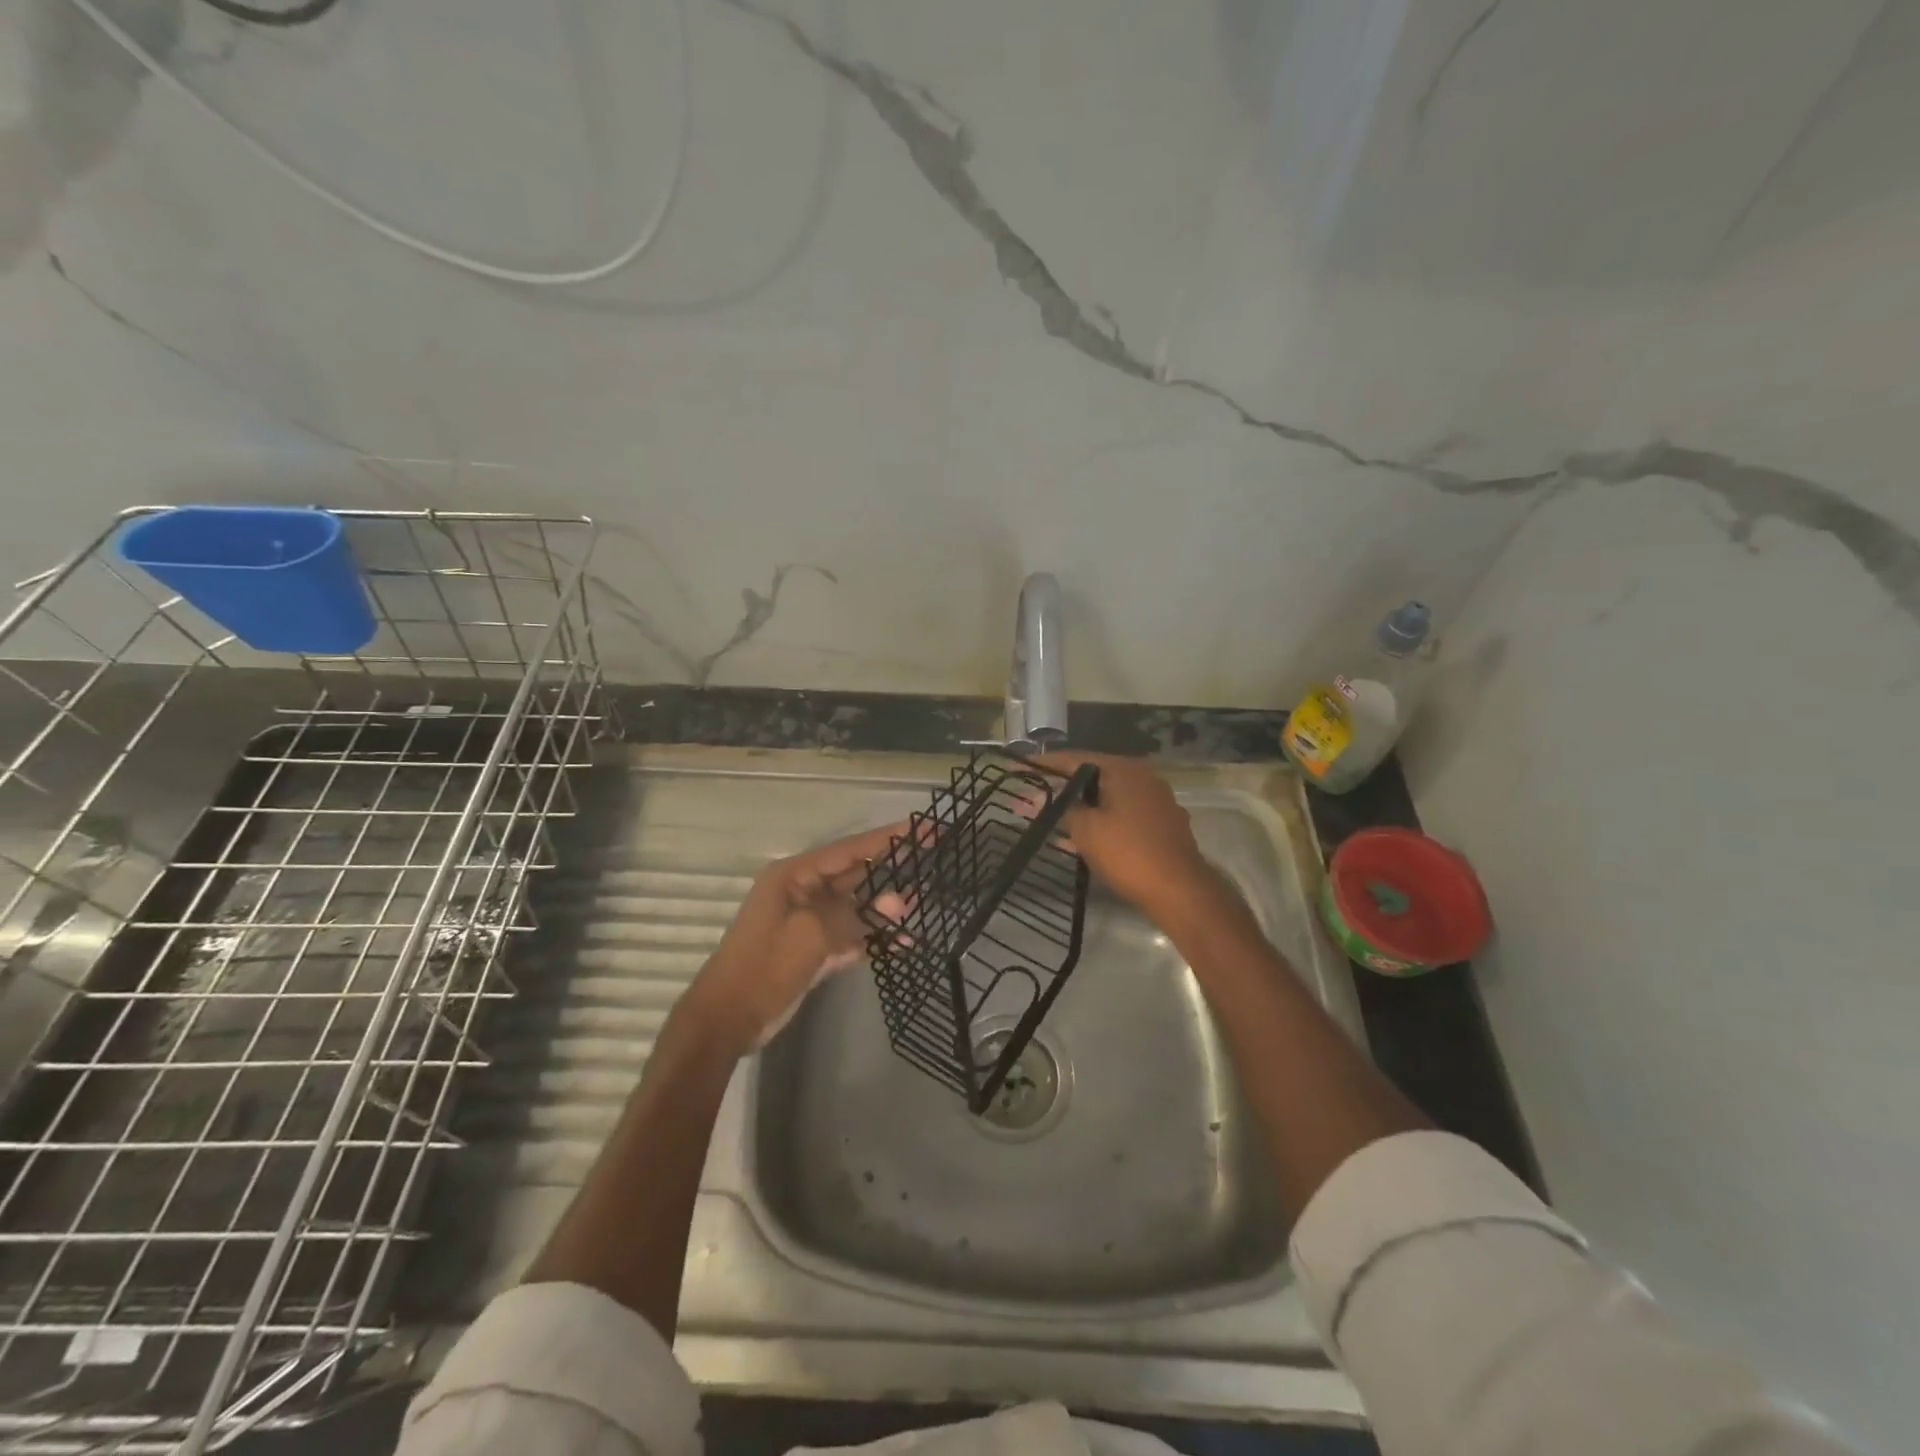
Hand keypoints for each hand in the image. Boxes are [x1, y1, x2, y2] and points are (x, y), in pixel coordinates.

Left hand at [677, 821, 905, 1056]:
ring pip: (858, 907)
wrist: (726, 1020)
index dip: (889, 837)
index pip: (851, 849)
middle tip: (933, 859)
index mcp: (795, 876)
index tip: (925, 827)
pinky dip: (875, 939)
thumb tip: (901, 902)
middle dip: (892, 869)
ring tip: (923, 907)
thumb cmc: (763, 966)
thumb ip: (857, 916)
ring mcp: (811, 922)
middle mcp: (804, 892)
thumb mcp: (810, 935)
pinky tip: (904, 942)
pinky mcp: (816, 949)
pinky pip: (852, 936)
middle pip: (856, 874)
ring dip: (886, 910)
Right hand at [1032, 751, 1216, 923]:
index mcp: (1124, 769)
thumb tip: (1045, 800)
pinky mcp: (1161, 825)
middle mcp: (1143, 778)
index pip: (1074, 758)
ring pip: (1107, 798)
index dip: (1043, 764)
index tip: (1019, 767)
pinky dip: (1098, 822)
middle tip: (1029, 798)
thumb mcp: (1086, 829)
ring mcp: (1155, 801)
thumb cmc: (1128, 853)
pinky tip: (1078, 838)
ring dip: (1078, 809)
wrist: (1179, 890)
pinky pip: (1121, 816)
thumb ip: (1063, 809)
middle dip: (1059, 789)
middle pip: (1091, 777)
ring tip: (1048, 819)